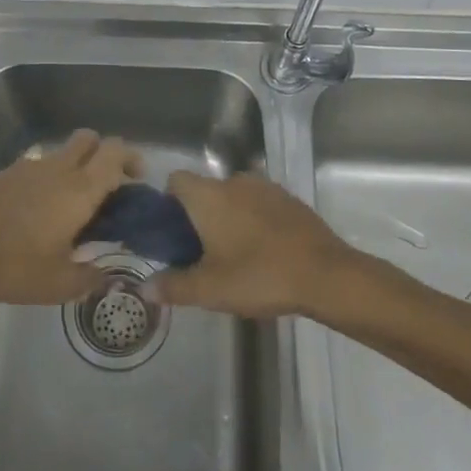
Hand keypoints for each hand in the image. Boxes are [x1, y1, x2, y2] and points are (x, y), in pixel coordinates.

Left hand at [0, 129, 140, 306]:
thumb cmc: (11, 266)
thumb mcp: (58, 285)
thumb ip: (90, 278)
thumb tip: (108, 276)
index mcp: (79, 188)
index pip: (115, 152)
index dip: (132, 159)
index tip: (138, 180)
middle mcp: (58, 168)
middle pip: (90, 139)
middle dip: (105, 154)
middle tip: (109, 187)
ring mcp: (30, 167)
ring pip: (63, 151)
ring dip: (76, 167)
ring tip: (74, 206)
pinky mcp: (6, 173)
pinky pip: (39, 166)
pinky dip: (49, 179)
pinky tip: (40, 213)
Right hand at [150, 170, 352, 317]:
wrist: (325, 274)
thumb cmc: (259, 275)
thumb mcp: (209, 290)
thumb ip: (173, 286)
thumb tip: (145, 287)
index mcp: (208, 196)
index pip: (176, 180)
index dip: (169, 203)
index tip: (173, 234)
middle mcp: (234, 181)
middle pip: (205, 191)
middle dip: (200, 217)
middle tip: (202, 255)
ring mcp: (265, 188)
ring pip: (234, 198)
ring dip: (229, 218)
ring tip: (235, 257)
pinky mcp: (290, 199)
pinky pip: (260, 205)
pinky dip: (255, 221)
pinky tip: (265, 253)